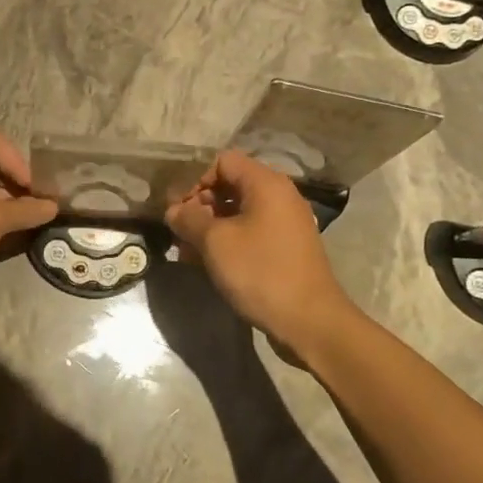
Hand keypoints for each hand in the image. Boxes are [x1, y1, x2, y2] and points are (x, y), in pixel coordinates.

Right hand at [166, 150, 356, 346]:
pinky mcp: (286, 248)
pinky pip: (251, 233)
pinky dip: (229, 242)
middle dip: (200, 207)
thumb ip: (189, 219)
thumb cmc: (260, 272)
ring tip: (188, 253)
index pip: (224, 162)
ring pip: (238, 213)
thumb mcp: (215, 243)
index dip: (197, 181)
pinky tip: (209, 265)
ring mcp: (285, 223)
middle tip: (180, 233)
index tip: (182, 211)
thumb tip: (173, 211)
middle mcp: (280, 196)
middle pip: (231, 186)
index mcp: (266, 183)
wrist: (309, 321)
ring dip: (211, 228)